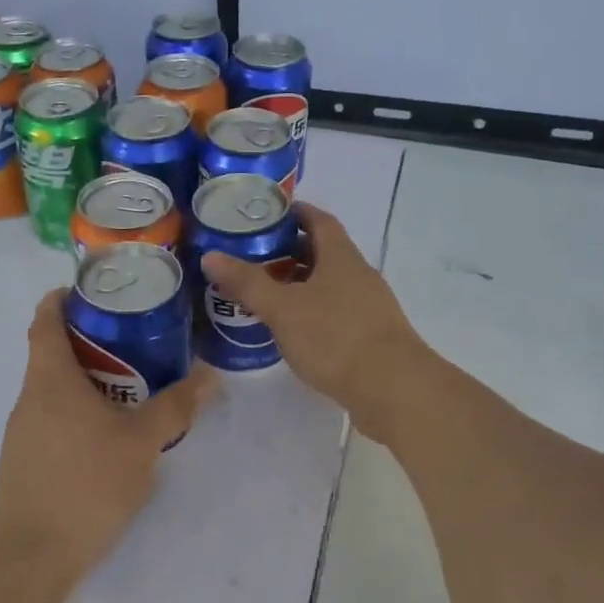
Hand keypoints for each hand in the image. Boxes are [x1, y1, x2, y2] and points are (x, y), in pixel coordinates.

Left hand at [0, 289, 218, 582]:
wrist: (32, 554)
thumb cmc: (86, 484)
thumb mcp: (141, 443)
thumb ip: (175, 407)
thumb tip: (210, 376)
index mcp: (50, 379)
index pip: (45, 320)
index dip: (62, 298)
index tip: (91, 291)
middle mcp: (29, 397)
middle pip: (52, 352)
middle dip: (90, 340)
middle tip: (133, 339)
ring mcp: (22, 431)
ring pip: (54, 389)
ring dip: (87, 379)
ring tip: (131, 384)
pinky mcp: (25, 460)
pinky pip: (52, 418)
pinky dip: (78, 410)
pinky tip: (108, 434)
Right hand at [201, 201, 424, 441]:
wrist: (393, 389)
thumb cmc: (335, 338)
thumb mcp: (283, 308)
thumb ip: (247, 282)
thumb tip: (210, 255)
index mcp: (341, 257)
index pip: (318, 221)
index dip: (295, 213)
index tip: (266, 215)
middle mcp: (358, 275)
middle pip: (322, 253)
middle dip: (288, 252)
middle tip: (251, 259)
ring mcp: (367, 307)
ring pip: (327, 285)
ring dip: (298, 285)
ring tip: (264, 296)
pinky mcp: (369, 336)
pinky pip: (334, 312)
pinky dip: (310, 312)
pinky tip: (290, 330)